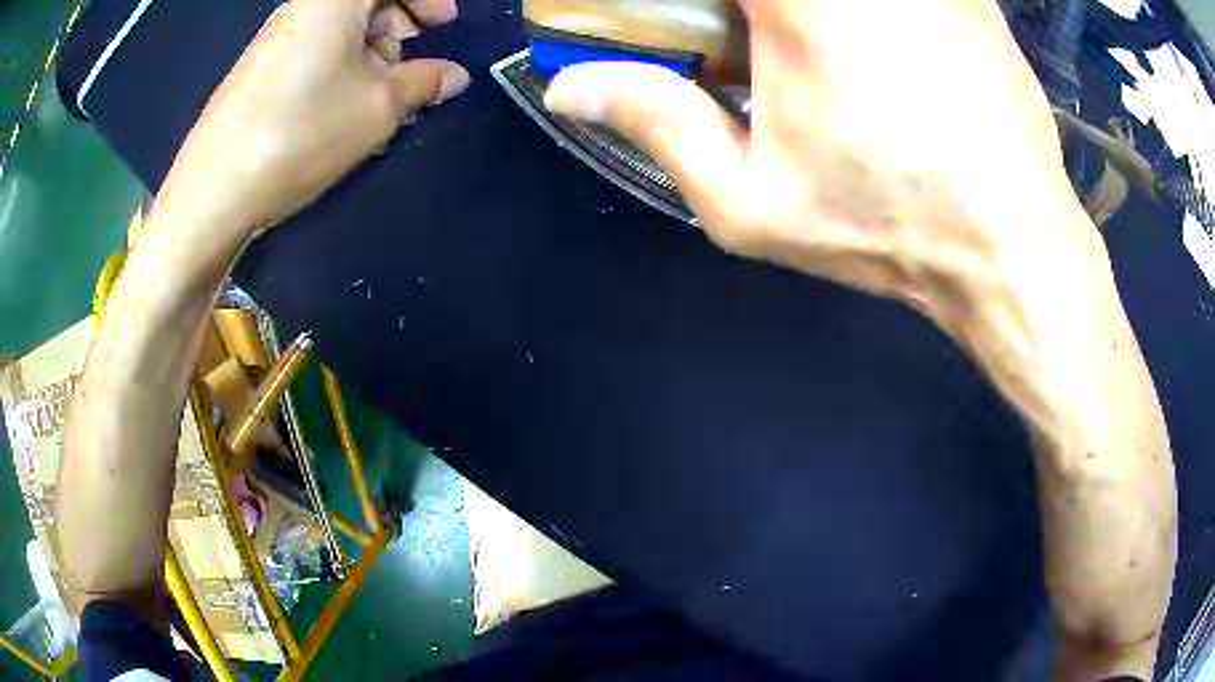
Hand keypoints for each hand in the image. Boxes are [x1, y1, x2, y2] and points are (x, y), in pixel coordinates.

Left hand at [161, 0, 468, 233]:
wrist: (214, 191)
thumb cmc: (302, 133)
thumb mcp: (378, 108)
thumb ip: (424, 82)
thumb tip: (454, 77)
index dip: (426, 0)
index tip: (444, 25)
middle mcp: (302, 7)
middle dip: (398, 20)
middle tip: (413, 59)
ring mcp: (275, 37)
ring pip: (337, 24)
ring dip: (369, 47)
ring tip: (379, 91)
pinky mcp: (257, 68)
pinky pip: (311, 47)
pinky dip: (338, 62)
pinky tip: (342, 102)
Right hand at [547, 3, 1176, 677]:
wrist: (1016, 246)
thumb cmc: (887, 228)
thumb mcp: (751, 201)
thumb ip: (656, 121)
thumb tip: (569, 85)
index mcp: (797, 0)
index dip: (694, 6)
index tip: (706, 40)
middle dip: (749, 17)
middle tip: (753, 53)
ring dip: (799, 20)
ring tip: (828, 69)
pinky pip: (898, 0)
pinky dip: (876, 22)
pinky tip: (887, 60)